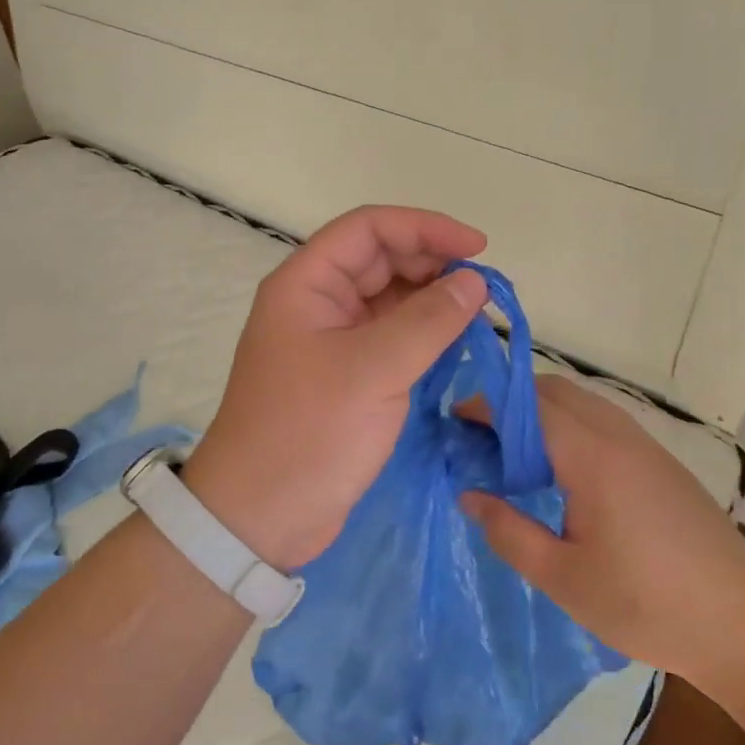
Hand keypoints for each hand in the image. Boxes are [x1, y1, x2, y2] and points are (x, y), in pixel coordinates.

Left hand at [182, 206, 488, 571]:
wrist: (261, 517)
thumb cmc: (309, 432)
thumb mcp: (373, 370)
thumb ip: (429, 321)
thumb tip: (474, 282)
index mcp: (306, 284)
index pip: (368, 228)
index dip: (424, 227)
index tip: (477, 249)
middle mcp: (317, 303)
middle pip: (381, 261)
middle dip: (432, 264)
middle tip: (483, 289)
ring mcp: (331, 341)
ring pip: (389, 300)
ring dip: (432, 301)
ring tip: (478, 316)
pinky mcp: (347, 377)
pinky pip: (391, 338)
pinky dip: (424, 335)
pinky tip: (456, 343)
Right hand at [459, 376, 744, 690]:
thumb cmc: (647, 604)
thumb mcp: (564, 578)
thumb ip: (509, 532)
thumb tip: (469, 496)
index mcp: (592, 457)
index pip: (529, 406)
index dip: (487, 405)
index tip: (455, 420)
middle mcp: (620, 436)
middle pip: (556, 391)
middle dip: (512, 401)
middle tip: (480, 436)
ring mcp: (647, 447)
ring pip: (584, 403)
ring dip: (543, 412)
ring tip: (514, 453)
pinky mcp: (664, 464)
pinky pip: (605, 422)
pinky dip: (571, 425)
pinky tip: (563, 471)